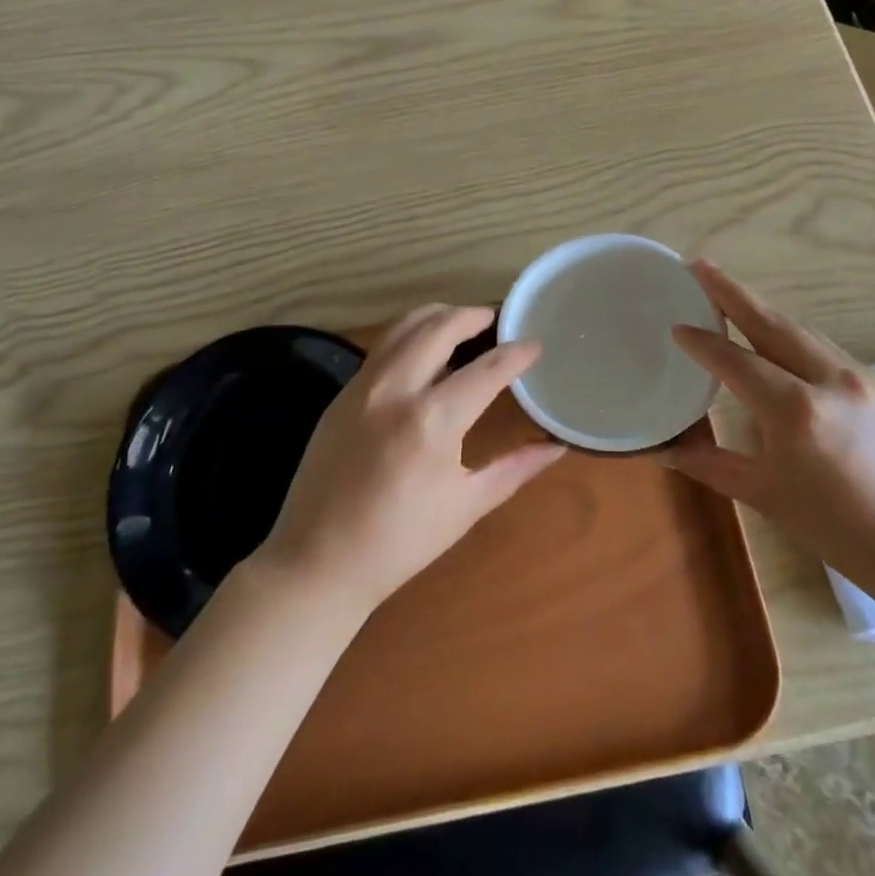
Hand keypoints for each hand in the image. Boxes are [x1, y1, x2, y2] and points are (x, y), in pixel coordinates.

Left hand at [257, 305, 565, 615]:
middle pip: (441, 326)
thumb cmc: (401, 541)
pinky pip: (383, 346)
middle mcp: (396, 389)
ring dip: (440, 316)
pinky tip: (425, 352)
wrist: (318, 561)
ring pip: (406, 326)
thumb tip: (556, 446)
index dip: (516, 353)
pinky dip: (411, 335)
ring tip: (463, 324)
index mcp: (432, 420)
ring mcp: (363, 385)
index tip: (535, 344)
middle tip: (498, 319)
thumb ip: (515, 468)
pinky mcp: (343, 392)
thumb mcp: (467, 506)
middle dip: (475, 315)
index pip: (486, 369)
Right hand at [665, 262, 874, 600]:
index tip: (675, 326)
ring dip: (762, 309)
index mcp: (795, 409)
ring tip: (730, 293)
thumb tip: (663, 450)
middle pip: (770, 322)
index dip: (701, 342)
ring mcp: (859, 377)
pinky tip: (777, 335)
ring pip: (800, 329)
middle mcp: (827, 379)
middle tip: (698, 266)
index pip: (735, 361)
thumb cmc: (839, 530)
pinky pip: (823, 345)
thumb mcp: (766, 496)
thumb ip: (711, 464)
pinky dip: (791, 332)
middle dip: (731, 292)